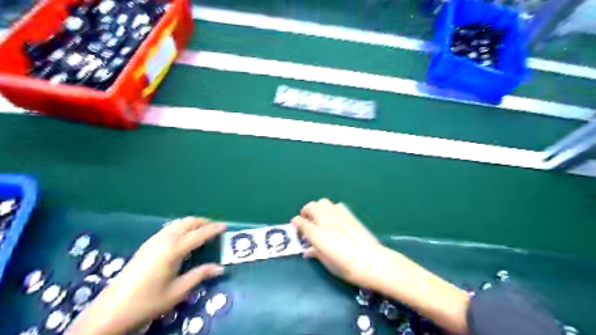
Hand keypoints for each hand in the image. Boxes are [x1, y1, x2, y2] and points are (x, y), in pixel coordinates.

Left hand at [65, 217, 226, 334]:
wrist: (110, 311)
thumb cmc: (147, 301)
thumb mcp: (178, 291)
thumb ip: (200, 275)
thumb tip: (220, 268)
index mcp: (174, 250)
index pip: (199, 234)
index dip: (214, 229)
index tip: (225, 226)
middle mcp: (164, 240)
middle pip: (188, 222)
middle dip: (203, 222)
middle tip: (215, 227)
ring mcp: (153, 240)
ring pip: (177, 223)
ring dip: (192, 223)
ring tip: (202, 230)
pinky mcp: (146, 245)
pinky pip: (169, 228)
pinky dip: (181, 226)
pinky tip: (183, 236)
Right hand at [293, 200, 470, 333]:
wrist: (371, 261)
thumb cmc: (346, 267)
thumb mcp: (327, 263)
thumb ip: (315, 252)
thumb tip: (308, 250)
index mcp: (317, 233)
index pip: (301, 222)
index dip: (296, 222)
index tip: (295, 224)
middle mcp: (326, 220)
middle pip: (311, 207)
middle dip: (306, 211)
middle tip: (306, 219)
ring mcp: (338, 215)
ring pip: (323, 202)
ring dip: (318, 207)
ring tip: (319, 216)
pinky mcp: (350, 215)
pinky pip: (336, 205)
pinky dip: (331, 209)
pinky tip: (334, 217)